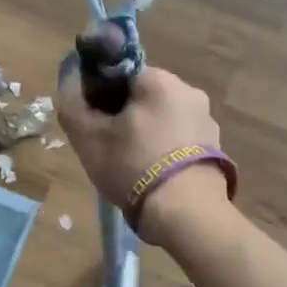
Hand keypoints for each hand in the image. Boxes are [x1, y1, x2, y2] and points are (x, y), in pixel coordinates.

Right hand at [57, 66, 227, 243]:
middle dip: (125, 117)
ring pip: (164, 120)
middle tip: (108, 146)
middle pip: (145, 97)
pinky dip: (165, 152)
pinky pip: (181, 142)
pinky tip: (153, 177)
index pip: (121, 74)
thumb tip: (70, 80)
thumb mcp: (87, 137)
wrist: (185, 212)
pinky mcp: (216, 149)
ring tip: (131, 167)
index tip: (93, 121)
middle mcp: (190, 92)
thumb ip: (72, 104)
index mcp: (159, 80)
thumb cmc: (132, 165)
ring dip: (147, 135)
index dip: (101, 95)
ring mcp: (207, 121)